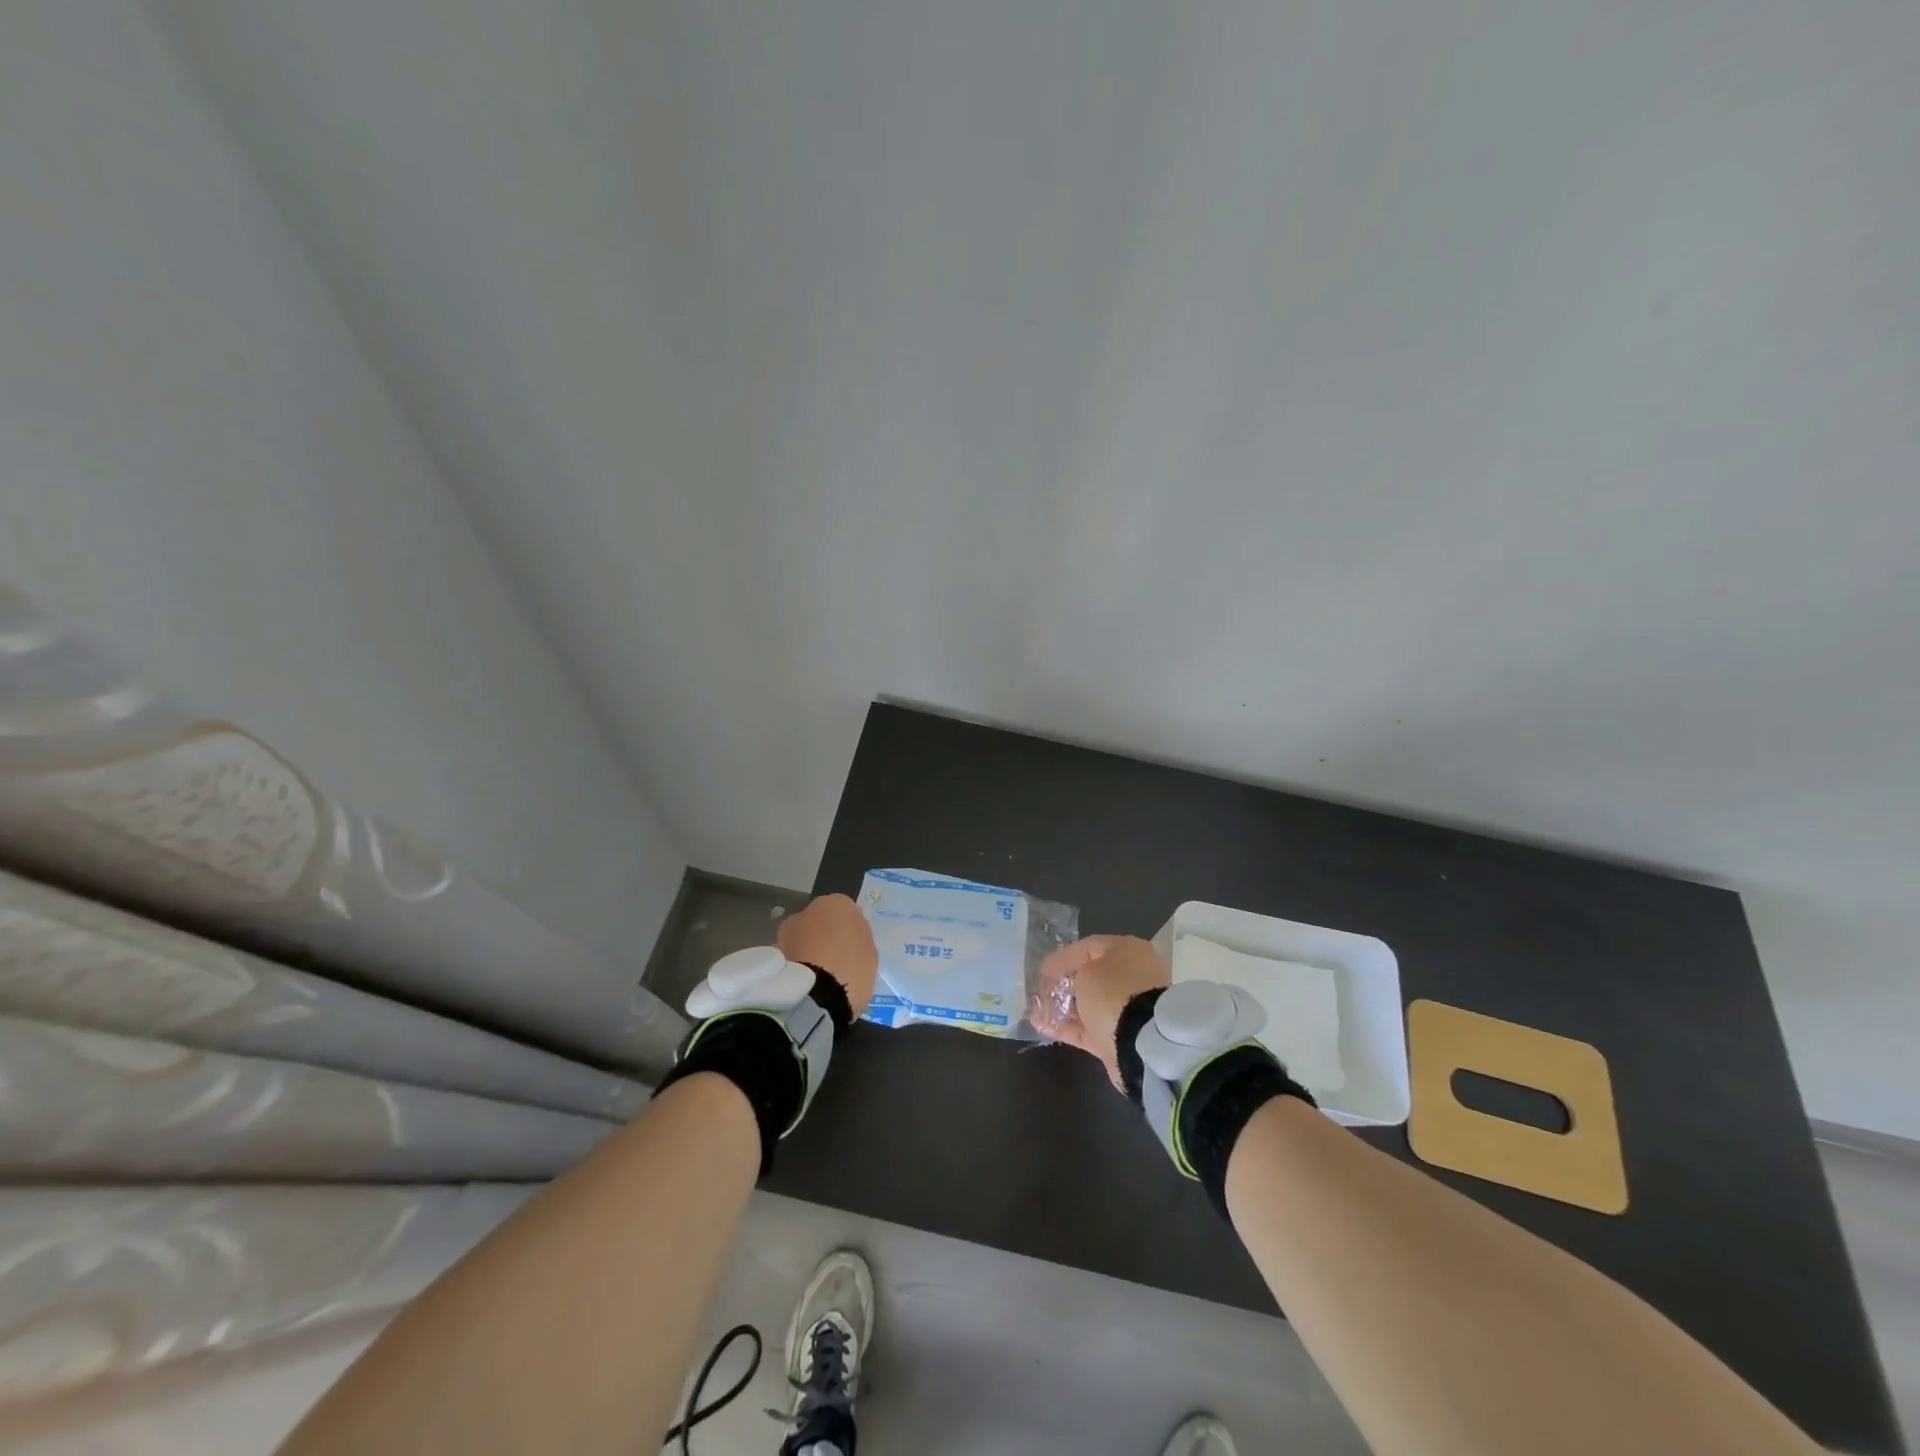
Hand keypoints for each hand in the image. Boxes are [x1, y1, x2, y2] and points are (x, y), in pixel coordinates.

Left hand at [778, 893, 878, 1014]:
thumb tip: (849, 932)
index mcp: (838, 903)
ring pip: (803, 937)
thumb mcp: (869, 952)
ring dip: (808, 949)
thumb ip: (858, 936)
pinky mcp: (773, 953)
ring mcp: (787, 930)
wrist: (815, 996)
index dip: (849, 930)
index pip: (846, 911)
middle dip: (825, 936)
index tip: (853, 947)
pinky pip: (791, 955)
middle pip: (820, 921)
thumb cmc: (851, 969)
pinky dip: (796, 964)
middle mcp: (808, 909)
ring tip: (818, 976)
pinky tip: (804, 983)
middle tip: (835, 960)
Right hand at [1032, 934, 1169, 1090]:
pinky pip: (1086, 1028)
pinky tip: (1040, 1025)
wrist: (1140, 1041)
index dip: (1063, 956)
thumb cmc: (1112, 992)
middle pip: (1090, 977)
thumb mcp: (1086, 970)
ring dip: (1062, 1006)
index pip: (1090, 947)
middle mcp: (1131, 978)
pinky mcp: (1116, 1037)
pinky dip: (1065, 1026)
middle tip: (1040, 988)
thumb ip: (1073, 971)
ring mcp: (1125, 1010)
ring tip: (1036, 1007)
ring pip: (1088, 1005)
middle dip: (1063, 983)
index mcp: (1129, 952)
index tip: (1042, 968)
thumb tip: (1070, 982)